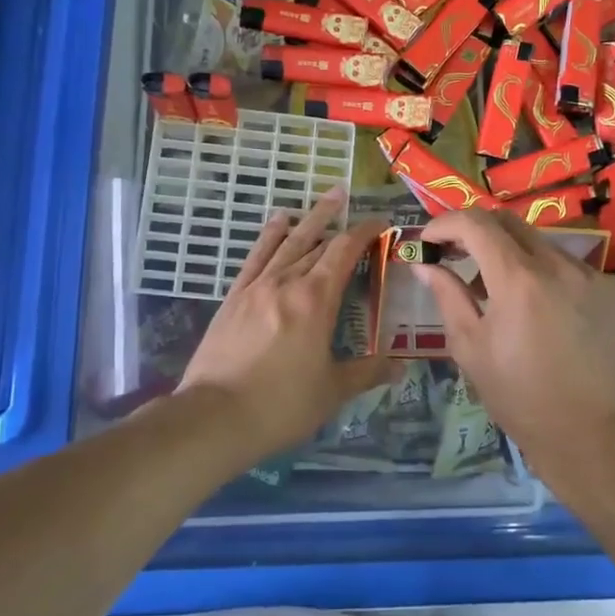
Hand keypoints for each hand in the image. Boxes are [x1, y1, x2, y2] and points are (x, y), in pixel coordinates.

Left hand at [179, 185, 398, 453]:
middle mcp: (286, 283)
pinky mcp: (233, 299)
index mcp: (315, 300)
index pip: (344, 252)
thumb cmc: (280, 405)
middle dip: (339, 222)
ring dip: (308, 219)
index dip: (364, 233)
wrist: (213, 417)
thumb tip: (401, 365)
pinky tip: (277, 222)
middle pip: (317, 242)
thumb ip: (367, 372)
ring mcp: (256, 287)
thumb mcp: (332, 392)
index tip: (380, 222)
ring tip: (326, 198)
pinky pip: (255, 257)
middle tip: (352, 202)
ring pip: (287, 243)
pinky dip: (269, 236)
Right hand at [417, 209, 614, 468]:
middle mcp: (558, 265)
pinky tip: (539, 307)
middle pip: (509, 221)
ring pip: (540, 242)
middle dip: (476, 230)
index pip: (476, 224)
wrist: (592, 433)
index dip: (445, 223)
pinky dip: (544, 273)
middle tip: (456, 254)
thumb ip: (447, 296)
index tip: (428, 240)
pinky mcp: (612, 289)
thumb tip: (424, 265)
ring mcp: (590, 274)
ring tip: (497, 288)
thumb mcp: (470, 348)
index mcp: (518, 280)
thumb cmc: (520, 397)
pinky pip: (568, 265)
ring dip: (511, 252)